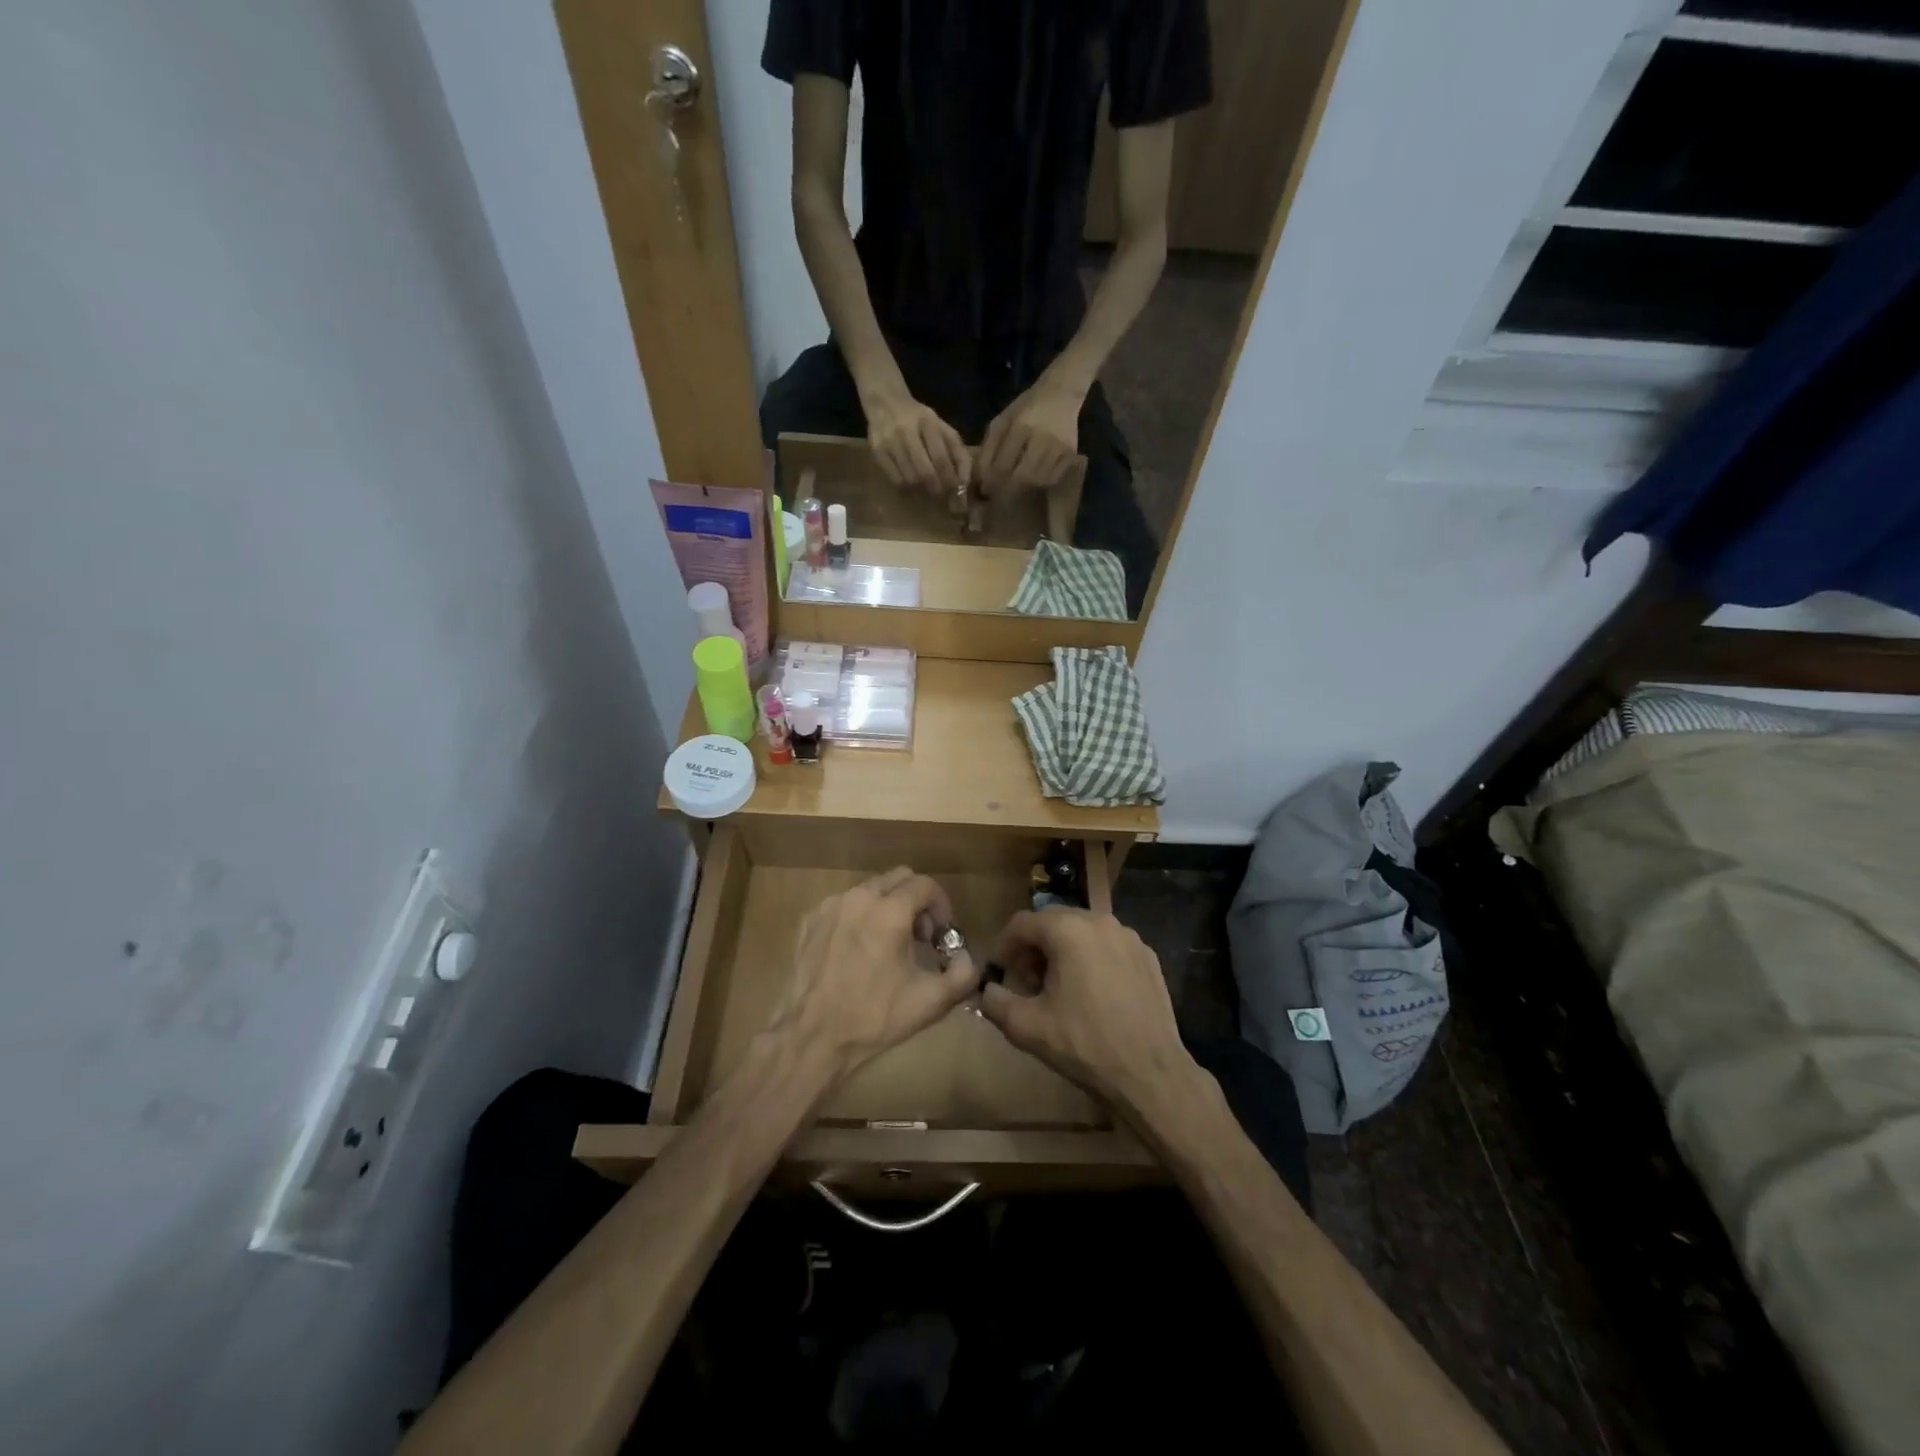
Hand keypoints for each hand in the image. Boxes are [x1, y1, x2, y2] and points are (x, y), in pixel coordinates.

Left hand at [766, 866, 982, 1083]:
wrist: (812, 1036)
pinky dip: (859, 917)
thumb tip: (965, 955)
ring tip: (888, 945)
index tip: (942, 935)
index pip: (926, 885)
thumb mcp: (931, 1001)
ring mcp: (831, 906)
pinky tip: (858, 951)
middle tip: (919, 938)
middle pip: (899, 879)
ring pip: (870, 889)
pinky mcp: (811, 919)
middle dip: (916, 901)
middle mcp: (860, 897)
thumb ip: (963, 973)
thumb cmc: (874, 1017)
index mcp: (890, 911)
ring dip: (887, 907)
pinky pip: (845, 905)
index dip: (941, 906)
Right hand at [864, 390, 969, 495]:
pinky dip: (907, 486)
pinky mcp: (877, 452)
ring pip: (910, 479)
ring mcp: (889, 442)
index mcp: (928, 422)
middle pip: (925, 472)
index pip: (942, 459)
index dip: (950, 480)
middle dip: (937, 488)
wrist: (885, 403)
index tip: (956, 491)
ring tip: (927, 486)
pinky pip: (895, 480)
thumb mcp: (942, 428)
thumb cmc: (919, 419)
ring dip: (922, 488)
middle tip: (942, 494)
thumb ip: (958, 452)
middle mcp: (906, 431)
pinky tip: (911, 481)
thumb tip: (965, 483)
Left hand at [979, 379, 1082, 497]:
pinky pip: (1052, 478)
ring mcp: (1059, 447)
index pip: (1002, 464)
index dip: (991, 481)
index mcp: (1021, 426)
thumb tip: (980, 475)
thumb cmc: (1026, 408)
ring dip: (1023, 489)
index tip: (983, 489)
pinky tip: (1032, 482)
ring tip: (1013, 489)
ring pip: (1037, 481)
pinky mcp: (1070, 454)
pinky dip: (1040, 484)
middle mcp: (1042, 438)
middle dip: (1007, 489)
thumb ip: (990, 445)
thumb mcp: (1003, 419)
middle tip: (997, 494)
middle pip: (1022, 477)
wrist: (1061, 394)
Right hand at [980, 907, 1195, 1116]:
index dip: (1003, 947)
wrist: (1150, 1072)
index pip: (1021, 923)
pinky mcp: (1147, 956)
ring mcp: (1128, 937)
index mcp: (1067, 930)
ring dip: (1063, 953)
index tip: (1000, 974)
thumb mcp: (1027, 1027)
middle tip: (1028, 984)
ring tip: (1059, 990)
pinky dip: (1092, 960)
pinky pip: (1108, 947)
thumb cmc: (1084, 1045)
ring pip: (1082, 933)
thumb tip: (987, 991)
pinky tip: (1093, 995)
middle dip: (1033, 949)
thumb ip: (995, 1002)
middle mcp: (1099, 921)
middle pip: (1052, 923)